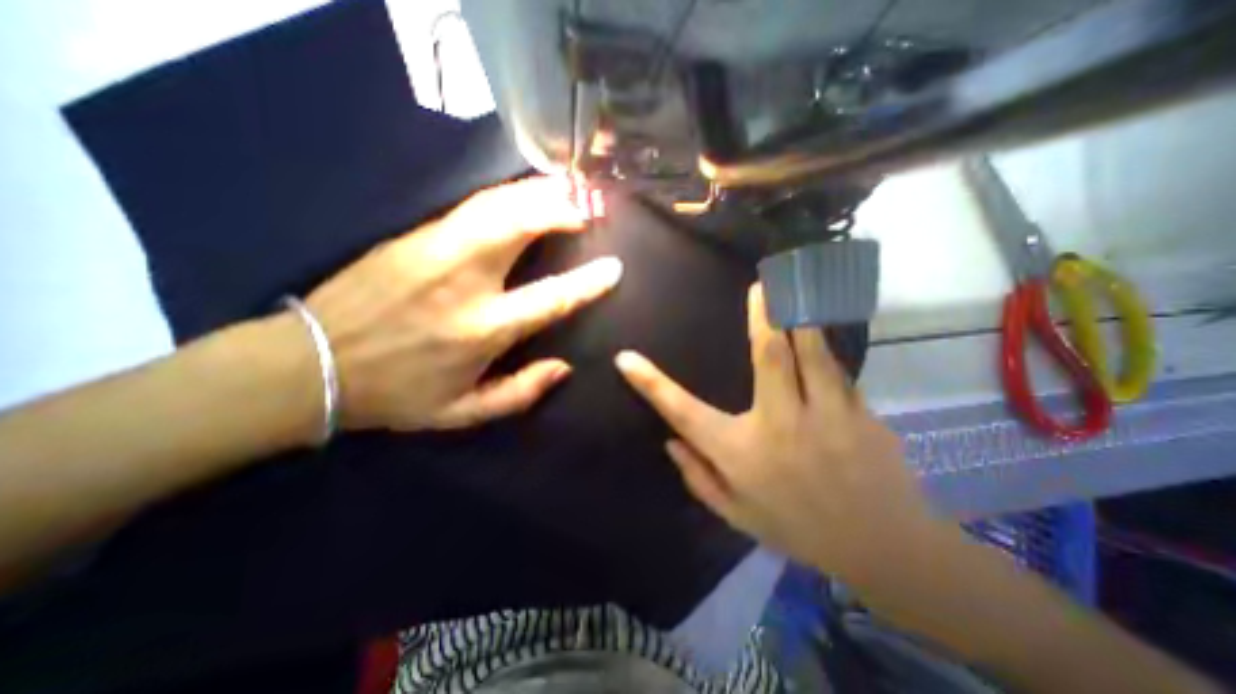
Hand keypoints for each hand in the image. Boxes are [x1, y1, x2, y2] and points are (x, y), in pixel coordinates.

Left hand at [304, 176, 621, 431]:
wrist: (310, 364)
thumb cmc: (396, 394)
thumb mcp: (463, 413)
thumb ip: (520, 394)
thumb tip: (563, 368)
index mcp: (481, 330)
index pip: (550, 298)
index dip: (588, 282)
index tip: (614, 267)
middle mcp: (464, 282)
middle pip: (520, 227)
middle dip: (560, 210)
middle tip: (589, 206)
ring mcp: (435, 250)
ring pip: (496, 205)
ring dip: (537, 193)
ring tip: (567, 191)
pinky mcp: (414, 235)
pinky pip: (472, 205)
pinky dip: (507, 194)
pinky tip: (525, 194)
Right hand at [616, 287, 949, 585]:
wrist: (883, 550)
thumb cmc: (799, 529)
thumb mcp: (737, 515)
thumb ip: (698, 478)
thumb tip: (670, 442)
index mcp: (740, 454)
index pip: (683, 412)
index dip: (651, 385)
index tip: (626, 359)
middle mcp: (780, 426)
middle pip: (770, 357)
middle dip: (763, 315)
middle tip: (759, 285)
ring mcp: (827, 417)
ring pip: (812, 352)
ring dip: (800, 317)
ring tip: (795, 287)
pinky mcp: (862, 414)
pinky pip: (838, 371)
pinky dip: (825, 348)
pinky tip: (821, 331)